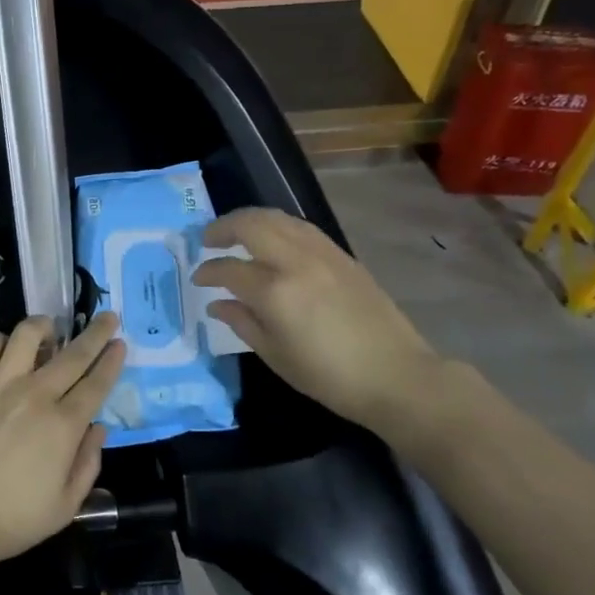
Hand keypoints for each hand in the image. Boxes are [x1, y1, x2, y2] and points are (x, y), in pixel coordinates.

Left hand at [0, 314, 124, 572]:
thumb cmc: (10, 520)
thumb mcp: (65, 507)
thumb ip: (88, 464)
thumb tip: (99, 428)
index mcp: (64, 425)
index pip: (96, 383)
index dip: (111, 360)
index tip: (120, 342)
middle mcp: (36, 395)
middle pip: (73, 354)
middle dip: (95, 332)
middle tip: (107, 316)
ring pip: (27, 335)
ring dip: (44, 327)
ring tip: (49, 330)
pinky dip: (0, 340)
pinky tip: (5, 347)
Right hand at [193, 208, 450, 437]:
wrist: (396, 376)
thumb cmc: (329, 377)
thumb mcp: (276, 356)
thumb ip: (242, 323)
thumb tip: (217, 304)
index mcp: (275, 292)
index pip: (229, 269)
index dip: (208, 271)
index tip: (198, 278)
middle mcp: (295, 262)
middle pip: (250, 225)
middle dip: (223, 228)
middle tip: (208, 240)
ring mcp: (321, 253)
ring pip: (277, 218)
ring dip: (250, 220)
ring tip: (236, 232)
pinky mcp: (341, 255)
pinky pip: (300, 227)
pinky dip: (277, 225)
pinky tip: (272, 239)